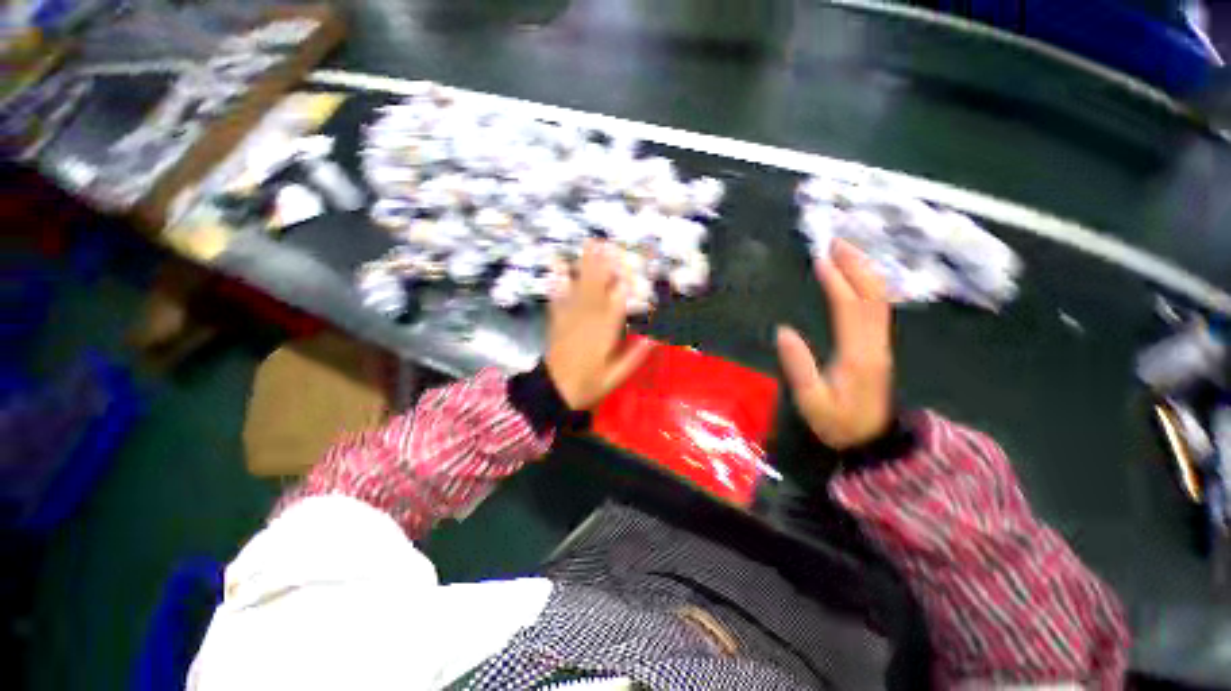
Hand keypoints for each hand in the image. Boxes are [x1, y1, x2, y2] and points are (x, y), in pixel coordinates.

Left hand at [546, 241, 653, 410]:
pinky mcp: (557, 321)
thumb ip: (634, 356)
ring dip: (584, 266)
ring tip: (589, 246)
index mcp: (604, 334)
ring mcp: (570, 319)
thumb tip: (655, 338)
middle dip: (602, 265)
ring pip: (579, 288)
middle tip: (606, 242)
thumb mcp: (616, 377)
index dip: (623, 283)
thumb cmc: (589, 385)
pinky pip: (558, 298)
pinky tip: (558, 267)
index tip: (629, 263)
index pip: (617, 303)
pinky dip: (559, 281)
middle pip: (597, 288)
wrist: (554, 392)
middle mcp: (587, 321)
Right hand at [776, 240, 892, 449]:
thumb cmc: (839, 423)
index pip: (849, 309)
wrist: (874, 441)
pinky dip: (868, 287)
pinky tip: (857, 279)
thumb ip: (798, 367)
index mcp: (857, 354)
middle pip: (873, 296)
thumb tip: (783, 331)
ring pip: (879, 299)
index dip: (837, 282)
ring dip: (864, 272)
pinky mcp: (878, 346)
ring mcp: (880, 343)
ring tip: (846, 253)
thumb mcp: (812, 402)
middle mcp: (874, 343)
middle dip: (856, 266)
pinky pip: (878, 308)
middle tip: (837, 243)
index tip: (821, 261)